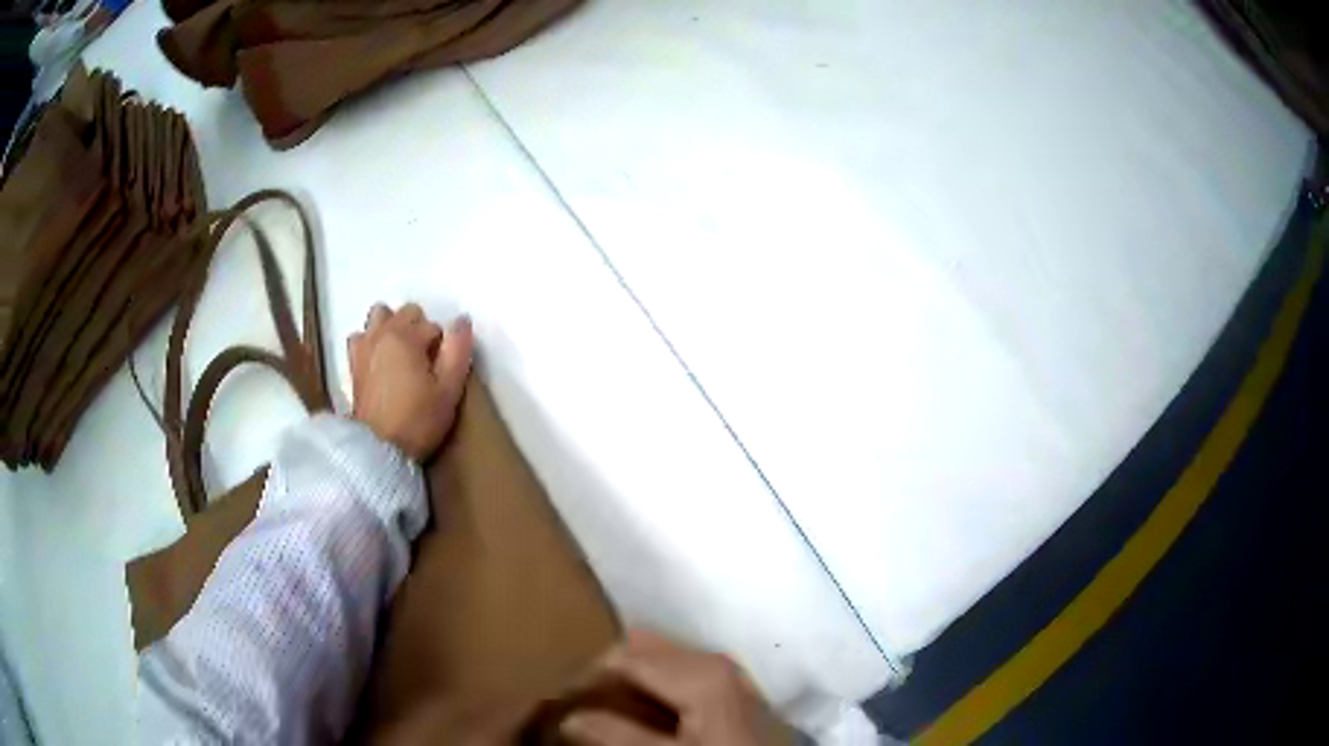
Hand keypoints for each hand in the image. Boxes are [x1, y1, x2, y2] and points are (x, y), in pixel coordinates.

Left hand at [347, 302, 473, 461]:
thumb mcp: (449, 390)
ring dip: (392, 326)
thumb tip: (462, 320)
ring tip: (401, 353)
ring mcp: (364, 346)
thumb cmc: (417, 420)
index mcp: (407, 336)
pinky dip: (371, 340)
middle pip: (407, 313)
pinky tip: (379, 359)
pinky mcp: (353, 363)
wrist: (377, 449)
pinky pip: (361, 335)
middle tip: (426, 362)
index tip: (442, 373)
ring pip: (379, 315)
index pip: (434, 326)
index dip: (443, 348)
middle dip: (419, 329)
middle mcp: (382, 333)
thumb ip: (458, 351)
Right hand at [561, 630, 791, 745]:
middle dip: (607, 671)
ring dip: (628, 679)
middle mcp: (712, 659)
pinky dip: (651, 686)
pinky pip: (678, 673)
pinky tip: (640, 710)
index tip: (559, 699)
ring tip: (602, 706)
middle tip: (579, 700)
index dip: (585, 678)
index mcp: (699, 670)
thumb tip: (570, 718)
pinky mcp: (730, 690)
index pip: (622, 658)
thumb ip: (618, 735)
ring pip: (659, 660)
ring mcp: (725, 673)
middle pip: (641, 650)